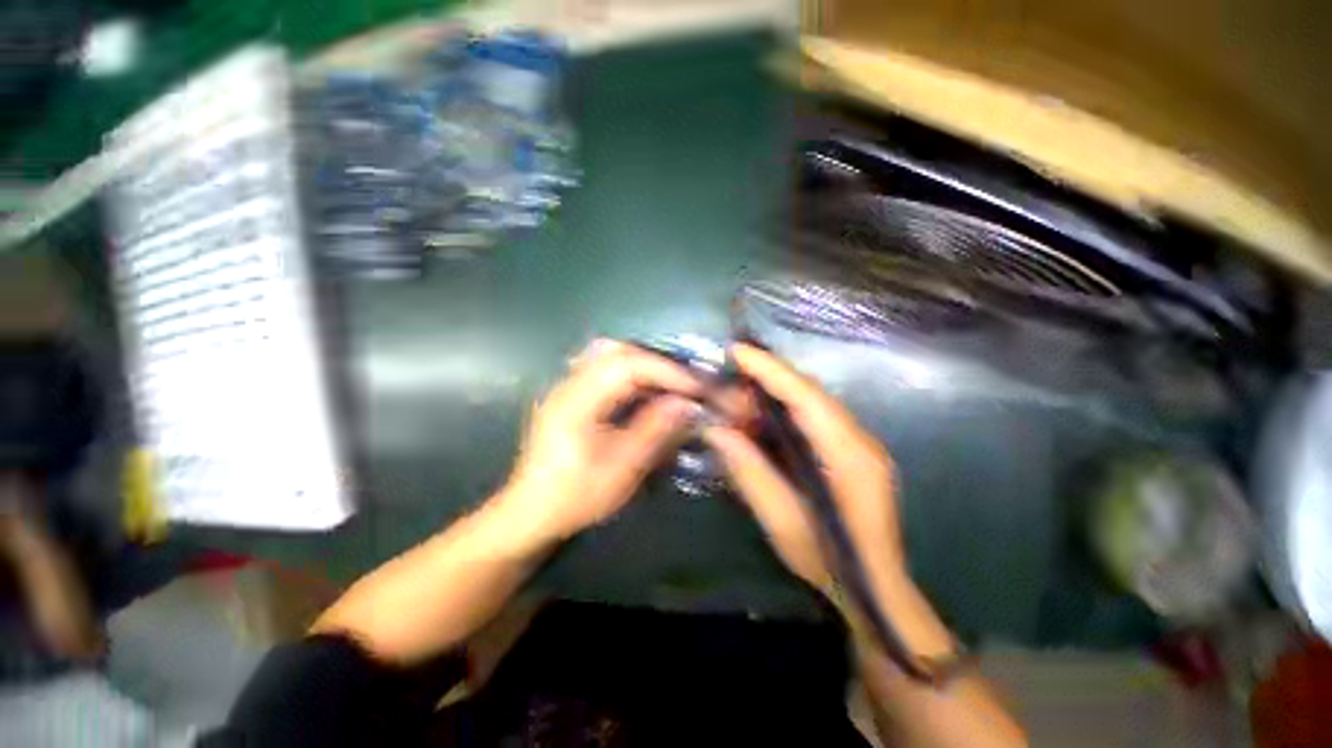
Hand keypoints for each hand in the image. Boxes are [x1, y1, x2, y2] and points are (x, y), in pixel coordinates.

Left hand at [499, 339, 702, 545]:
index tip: (695, 386)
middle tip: (684, 383)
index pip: (626, 365)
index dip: (665, 370)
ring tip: (669, 386)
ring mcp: (566, 387)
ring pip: (609, 357)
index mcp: (577, 401)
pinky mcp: (570, 396)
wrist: (530, 513)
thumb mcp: (622, 468)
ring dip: (644, 366)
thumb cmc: (576, 495)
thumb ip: (655, 430)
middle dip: (656, 363)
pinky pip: (604, 371)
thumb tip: (687, 403)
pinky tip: (644, 394)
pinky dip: (630, 376)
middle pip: (617, 351)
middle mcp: (568, 384)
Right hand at [703, 344, 904, 596]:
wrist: (875, 588)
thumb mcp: (782, 522)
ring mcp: (859, 443)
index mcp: (849, 457)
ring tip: (738, 396)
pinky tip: (760, 416)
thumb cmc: (830, 561)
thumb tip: (716, 429)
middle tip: (728, 376)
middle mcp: (860, 440)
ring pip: (812, 402)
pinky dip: (784, 409)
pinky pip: (814, 417)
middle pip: (811, 392)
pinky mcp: (851, 450)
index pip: (807, 398)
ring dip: (774, 392)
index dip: (771, 370)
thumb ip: (750, 472)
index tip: (737, 351)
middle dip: (768, 377)